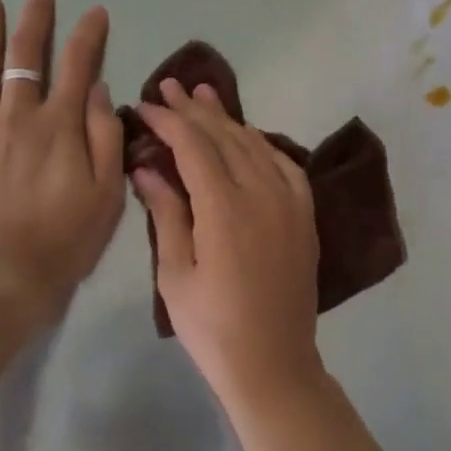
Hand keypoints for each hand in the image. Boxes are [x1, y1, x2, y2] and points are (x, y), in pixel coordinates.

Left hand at [0, 0, 124, 327]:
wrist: (5, 279)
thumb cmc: (67, 238)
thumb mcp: (107, 192)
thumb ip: (104, 135)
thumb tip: (96, 88)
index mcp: (61, 125)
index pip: (78, 65)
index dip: (89, 35)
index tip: (96, 12)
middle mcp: (20, 116)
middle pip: (26, 56)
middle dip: (36, 19)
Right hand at [132, 80, 325, 407]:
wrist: (275, 365)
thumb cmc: (213, 329)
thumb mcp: (176, 275)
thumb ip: (166, 213)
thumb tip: (146, 167)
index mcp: (225, 209)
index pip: (194, 146)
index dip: (169, 121)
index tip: (147, 105)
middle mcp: (261, 193)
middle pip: (225, 136)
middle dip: (194, 109)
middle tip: (169, 84)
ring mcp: (289, 201)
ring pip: (255, 143)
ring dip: (227, 118)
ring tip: (203, 94)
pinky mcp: (304, 213)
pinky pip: (283, 163)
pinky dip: (261, 142)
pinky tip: (247, 135)